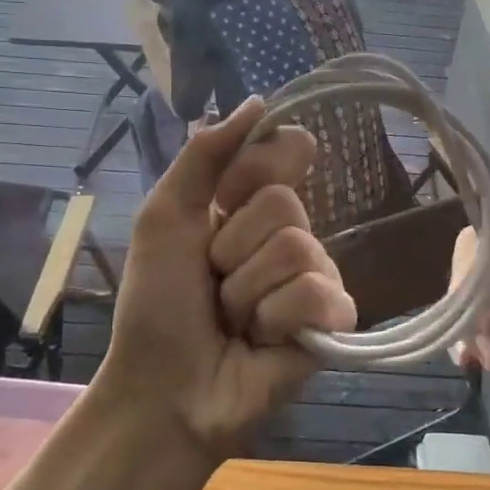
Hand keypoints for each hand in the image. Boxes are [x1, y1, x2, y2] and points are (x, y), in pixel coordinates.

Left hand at [102, 98, 356, 463]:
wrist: (165, 389)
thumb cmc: (158, 305)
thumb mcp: (166, 217)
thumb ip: (205, 156)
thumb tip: (259, 100)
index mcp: (249, 205)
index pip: (286, 150)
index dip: (257, 169)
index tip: (226, 197)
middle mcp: (288, 233)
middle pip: (285, 203)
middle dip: (233, 248)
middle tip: (214, 283)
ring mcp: (314, 276)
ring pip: (298, 249)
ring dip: (246, 291)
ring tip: (233, 321)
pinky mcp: (332, 319)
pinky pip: (316, 292)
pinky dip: (275, 318)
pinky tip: (262, 340)